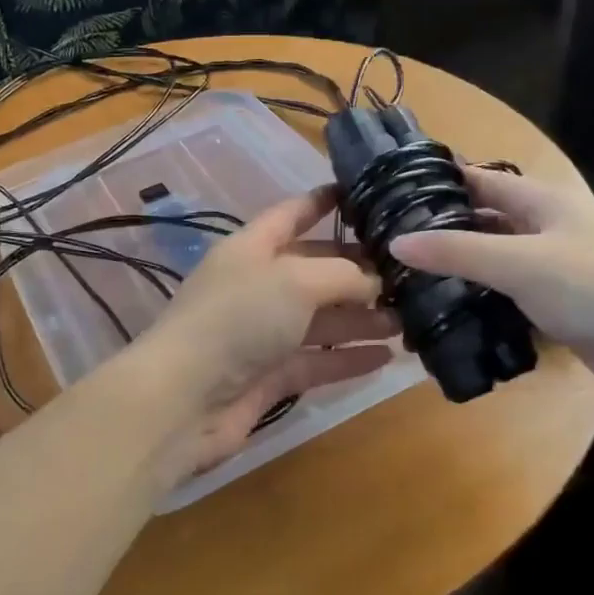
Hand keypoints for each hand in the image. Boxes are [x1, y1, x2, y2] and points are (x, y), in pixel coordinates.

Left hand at [128, 187, 397, 479]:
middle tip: (409, 275)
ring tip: (409, 318)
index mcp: (252, 248)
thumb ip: (341, 275)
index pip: (291, 214)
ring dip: (361, 319)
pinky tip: (386, 357)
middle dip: (358, 271)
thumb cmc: (237, 320)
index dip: (323, 202)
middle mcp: (257, 286)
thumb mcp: (294, 280)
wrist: (184, 400)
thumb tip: (373, 282)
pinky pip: (317, 362)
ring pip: (320, 320)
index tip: (364, 194)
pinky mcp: (269, 377)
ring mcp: (262, 334)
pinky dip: (348, 359)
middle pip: (314, 271)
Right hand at [390, 168, 593, 425]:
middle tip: (389, 243)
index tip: (391, 192)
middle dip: (445, 228)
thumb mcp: (521, 263)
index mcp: (549, 201)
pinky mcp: (568, 311)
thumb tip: (395, 242)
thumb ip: (456, 251)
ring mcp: (564, 271)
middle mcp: (555, 229)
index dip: (441, 181)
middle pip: (490, 220)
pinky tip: (453, 314)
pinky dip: (486, 301)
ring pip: (500, 261)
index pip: (483, 180)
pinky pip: (515, 296)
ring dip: (463, 268)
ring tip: (408, 280)